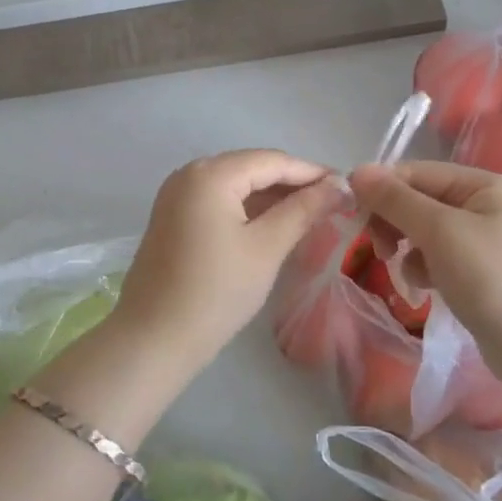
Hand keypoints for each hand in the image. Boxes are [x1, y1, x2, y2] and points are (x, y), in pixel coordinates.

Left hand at [114, 149, 342, 360]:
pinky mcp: (173, 217)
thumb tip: (339, 186)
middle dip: (292, 183)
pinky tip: (274, 224)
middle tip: (333, 202)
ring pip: (235, 185)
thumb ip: (303, 210)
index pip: (271, 161)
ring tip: (311, 213)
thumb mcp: (266, 248)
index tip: (348, 187)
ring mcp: (177, 195)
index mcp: (210, 174)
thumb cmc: (216, 291)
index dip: (311, 172)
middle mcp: (189, 174)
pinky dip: (248, 209)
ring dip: (271, 197)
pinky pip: (218, 201)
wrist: (153, 339)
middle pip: (251, 168)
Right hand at [349, 160, 501, 372]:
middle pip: (416, 200)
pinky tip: (425, 287)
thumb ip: (396, 200)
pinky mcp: (475, 270)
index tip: (354, 218)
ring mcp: (479, 239)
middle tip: (378, 249)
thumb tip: (356, 171)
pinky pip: (434, 256)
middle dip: (392, 221)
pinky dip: (422, 268)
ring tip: (406, 273)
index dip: (381, 191)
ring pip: (421, 230)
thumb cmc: (493, 280)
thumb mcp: (440, 232)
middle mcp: (481, 204)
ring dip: (405, 247)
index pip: (414, 173)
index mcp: (480, 184)